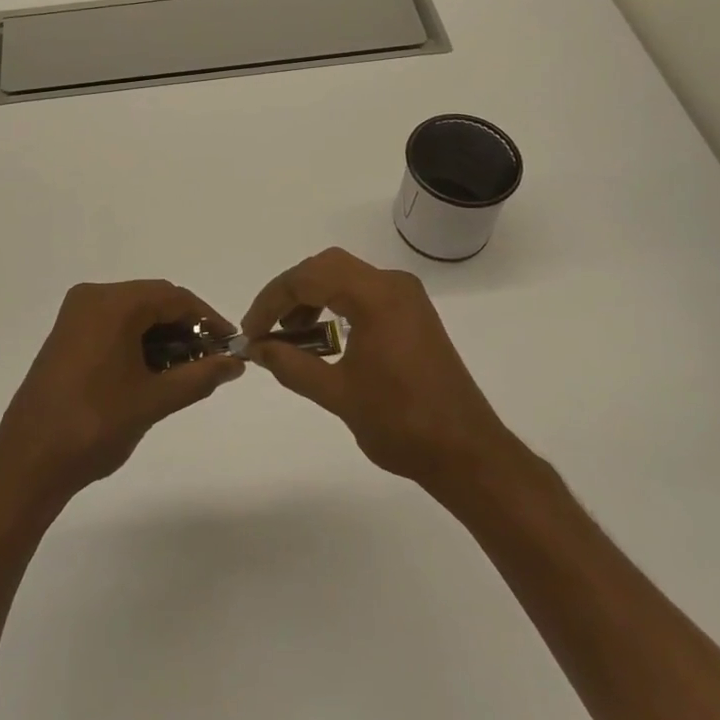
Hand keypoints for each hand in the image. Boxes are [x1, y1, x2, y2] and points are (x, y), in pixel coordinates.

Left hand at [0, 281, 243, 511]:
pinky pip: (113, 325)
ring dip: (163, 335)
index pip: (174, 298)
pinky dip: (138, 341)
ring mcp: (75, 315)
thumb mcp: (155, 401)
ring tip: (187, 371)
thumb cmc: (95, 426)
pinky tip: (154, 371)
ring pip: (133, 313)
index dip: (208, 319)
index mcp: (113, 304)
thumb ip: (200, 377)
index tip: (231, 346)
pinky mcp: (66, 335)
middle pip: (153, 300)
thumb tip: (235, 363)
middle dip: (186, 327)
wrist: (28, 462)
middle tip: (211, 361)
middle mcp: (92, 297)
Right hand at [242, 248, 513, 487]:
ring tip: (288, 334)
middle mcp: (393, 284)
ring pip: (345, 276)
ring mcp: (407, 297)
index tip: (251, 332)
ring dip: (312, 297)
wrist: (467, 453)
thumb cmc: (401, 423)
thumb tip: (257, 348)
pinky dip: (336, 304)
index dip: (272, 301)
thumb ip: (292, 365)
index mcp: (376, 296)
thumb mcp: (338, 394)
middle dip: (290, 292)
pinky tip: (322, 336)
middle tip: (265, 326)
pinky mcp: (413, 313)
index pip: (309, 278)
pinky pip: (364, 292)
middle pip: (326, 267)